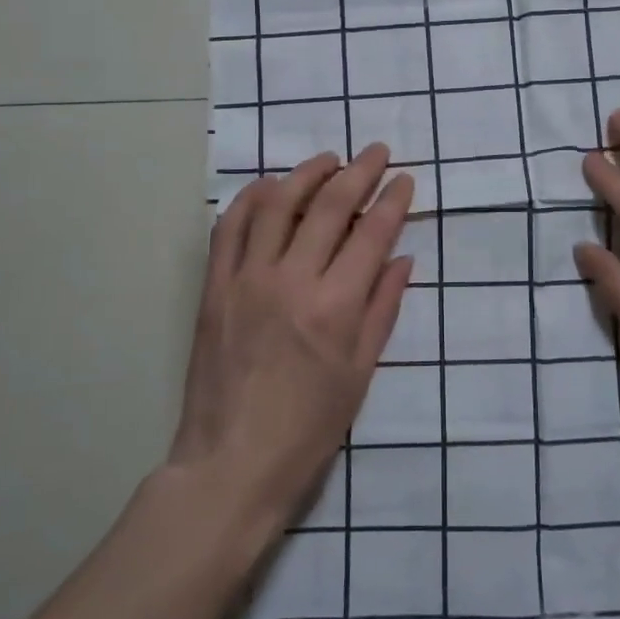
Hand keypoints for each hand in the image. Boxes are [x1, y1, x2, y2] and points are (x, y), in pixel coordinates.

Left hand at [170, 145, 414, 530]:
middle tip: (377, 152)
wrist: (230, 465)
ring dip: (307, 173)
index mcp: (334, 307)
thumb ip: (383, 308)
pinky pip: (229, 226)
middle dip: (359, 171)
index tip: (405, 179)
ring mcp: (246, 279)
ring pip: (277, 203)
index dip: (393, 200)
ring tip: (328, 160)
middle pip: (329, 205)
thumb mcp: (360, 374)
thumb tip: (403, 256)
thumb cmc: (307, 430)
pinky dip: (250, 197)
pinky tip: (269, 186)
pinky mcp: (214, 287)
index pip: (372, 233)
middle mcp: (291, 280)